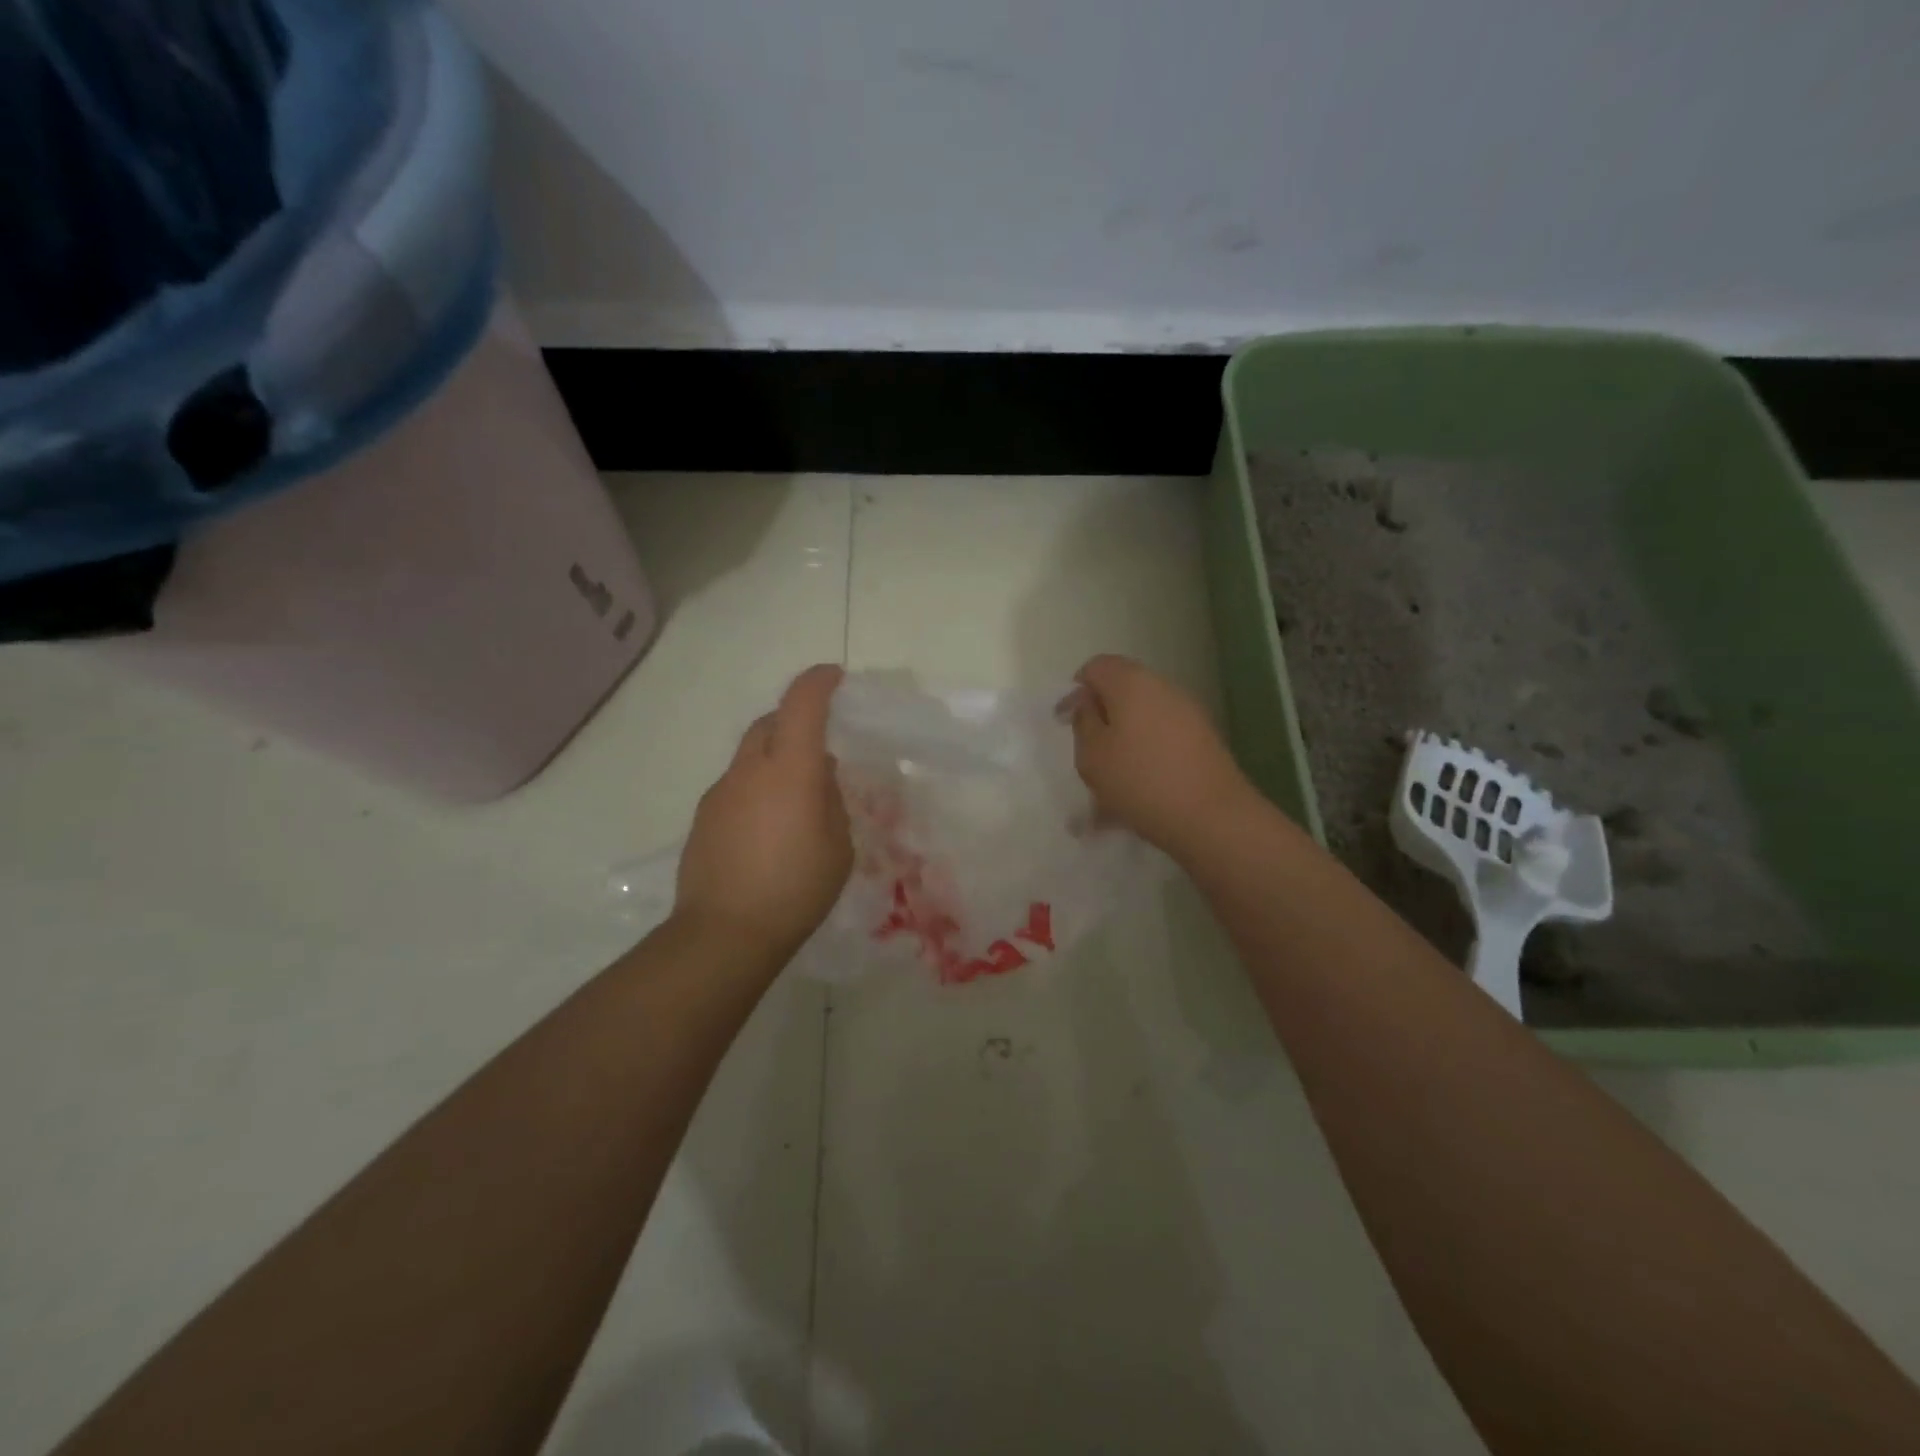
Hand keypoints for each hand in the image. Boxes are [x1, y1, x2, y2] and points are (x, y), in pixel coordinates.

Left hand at [675, 664, 853, 961]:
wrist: (725, 933)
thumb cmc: (796, 889)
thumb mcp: (838, 846)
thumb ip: (831, 801)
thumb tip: (819, 777)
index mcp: (791, 769)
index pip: (802, 704)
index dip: (818, 682)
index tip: (833, 676)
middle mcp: (750, 769)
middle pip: (770, 722)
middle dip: (794, 718)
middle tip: (818, 742)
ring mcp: (720, 792)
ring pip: (749, 754)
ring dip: (773, 757)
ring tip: (795, 795)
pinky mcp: (703, 817)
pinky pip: (736, 785)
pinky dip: (755, 786)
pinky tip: (767, 825)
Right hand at [1067, 654, 1253, 860]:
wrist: (1212, 817)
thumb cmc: (1140, 780)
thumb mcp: (1092, 755)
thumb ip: (1083, 722)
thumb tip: (1088, 702)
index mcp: (1131, 683)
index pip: (1096, 666)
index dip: (1076, 690)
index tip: (1066, 722)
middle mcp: (1163, 688)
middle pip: (1123, 691)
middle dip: (1101, 717)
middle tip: (1087, 752)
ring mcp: (1188, 714)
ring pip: (1142, 721)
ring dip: (1122, 743)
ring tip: (1108, 785)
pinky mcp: (1204, 741)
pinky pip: (1161, 742)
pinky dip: (1144, 759)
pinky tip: (1135, 796)